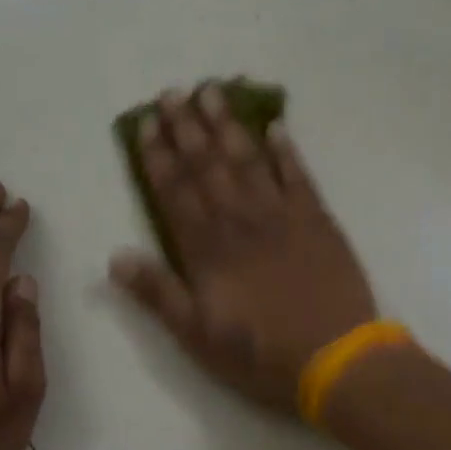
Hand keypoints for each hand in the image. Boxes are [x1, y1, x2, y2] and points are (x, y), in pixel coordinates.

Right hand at [109, 85, 376, 412]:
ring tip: (212, 92)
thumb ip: (158, 293)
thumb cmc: (260, 354)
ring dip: (228, 125)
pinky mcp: (318, 221)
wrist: (334, 357)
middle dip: (187, 128)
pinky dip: (286, 150)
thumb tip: (115, 258)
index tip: (146, 124)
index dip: (158, 157)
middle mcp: (240, 221)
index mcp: (207, 249)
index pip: (175, 192)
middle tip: (173, 92)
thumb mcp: (197, 336)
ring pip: (248, 160)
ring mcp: (282, 216)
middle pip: (208, 165)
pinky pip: (299, 175)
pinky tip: (276, 127)